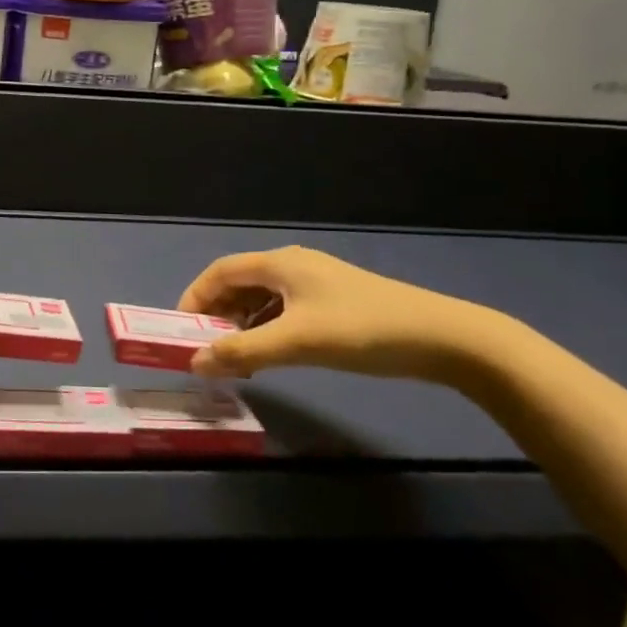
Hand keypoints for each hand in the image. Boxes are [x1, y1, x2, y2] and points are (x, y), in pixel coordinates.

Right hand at [177, 246, 507, 384]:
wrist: (445, 339)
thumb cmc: (362, 330)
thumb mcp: (297, 342)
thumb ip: (243, 352)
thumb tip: (194, 363)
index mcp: (280, 263)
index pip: (220, 271)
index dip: (195, 296)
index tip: (181, 328)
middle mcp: (293, 265)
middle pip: (239, 282)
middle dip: (217, 313)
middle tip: (206, 347)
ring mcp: (317, 284)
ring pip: (263, 298)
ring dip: (242, 323)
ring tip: (234, 356)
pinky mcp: (335, 303)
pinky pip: (284, 309)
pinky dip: (267, 328)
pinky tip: (271, 353)